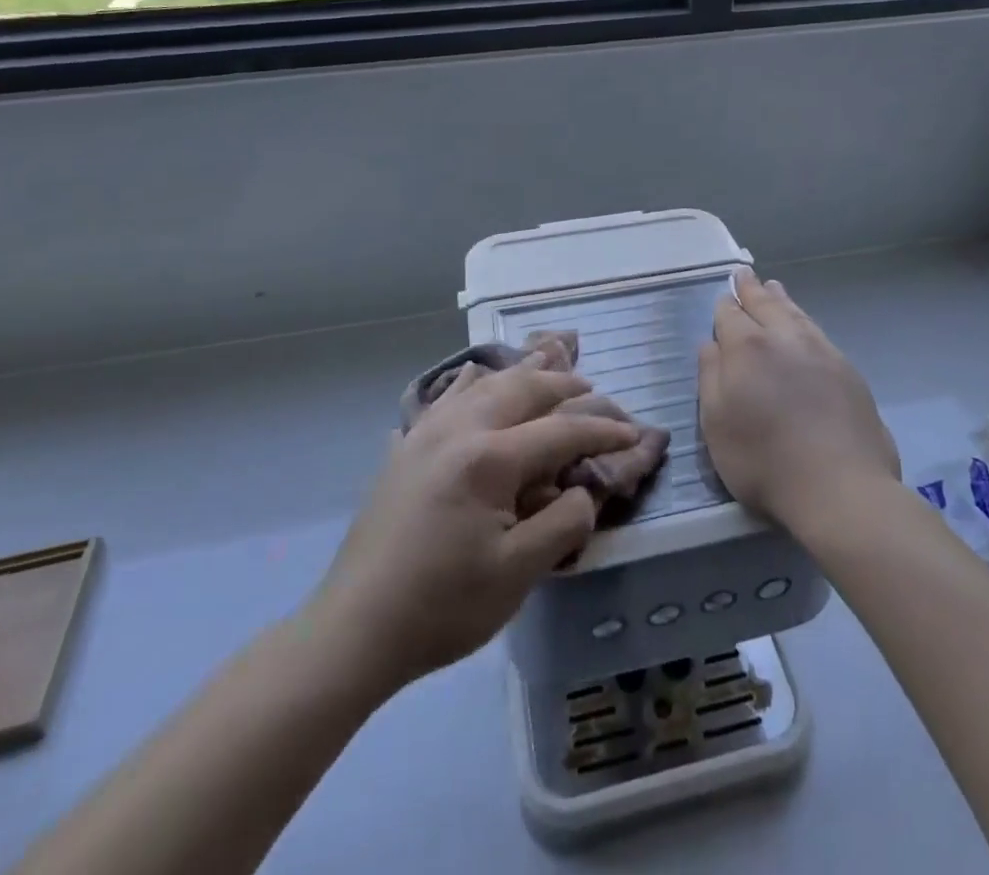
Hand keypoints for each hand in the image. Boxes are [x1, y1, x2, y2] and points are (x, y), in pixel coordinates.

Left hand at [308, 354, 641, 692]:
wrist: (354, 629)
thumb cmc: (442, 606)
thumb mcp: (518, 574)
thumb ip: (563, 523)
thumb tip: (583, 492)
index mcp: (489, 458)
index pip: (561, 430)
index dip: (602, 429)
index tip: (633, 432)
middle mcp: (459, 429)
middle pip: (522, 388)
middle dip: (564, 384)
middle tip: (593, 388)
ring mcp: (426, 433)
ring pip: (484, 381)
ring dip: (521, 370)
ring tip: (546, 358)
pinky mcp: (406, 448)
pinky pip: (446, 396)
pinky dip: (473, 379)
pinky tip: (476, 374)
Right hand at [698, 268, 899, 533]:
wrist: (841, 487)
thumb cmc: (764, 461)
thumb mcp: (717, 425)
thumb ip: (710, 377)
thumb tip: (710, 344)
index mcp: (747, 349)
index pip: (730, 315)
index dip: (724, 305)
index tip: (723, 296)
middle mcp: (784, 339)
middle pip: (765, 305)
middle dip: (751, 290)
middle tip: (744, 274)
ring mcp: (821, 351)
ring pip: (795, 314)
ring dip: (781, 299)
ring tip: (773, 287)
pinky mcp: (847, 370)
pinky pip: (818, 331)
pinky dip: (804, 320)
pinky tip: (804, 325)